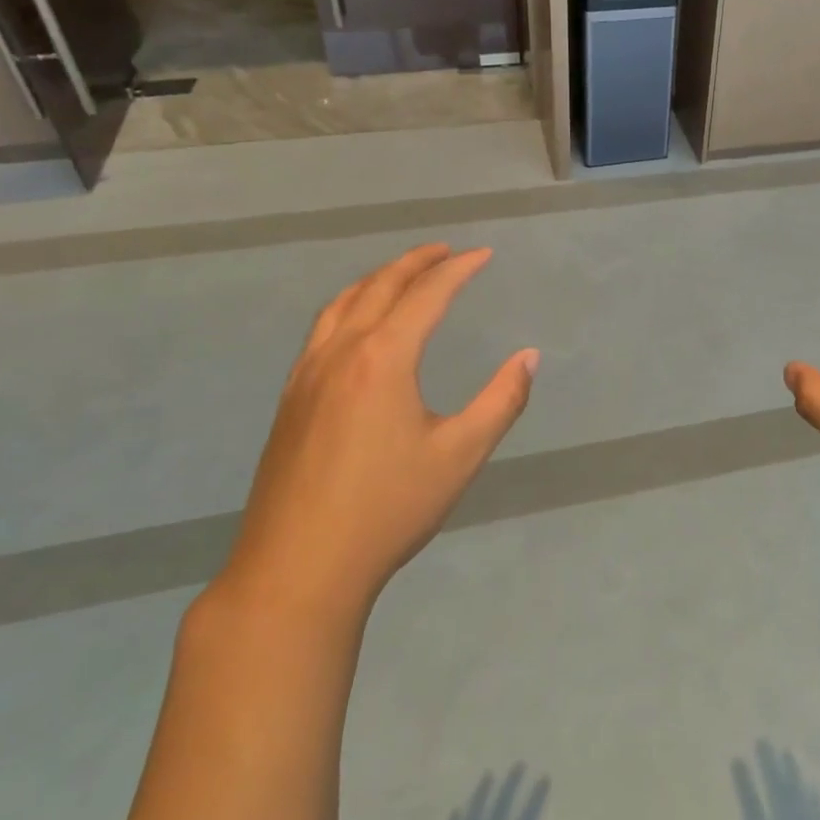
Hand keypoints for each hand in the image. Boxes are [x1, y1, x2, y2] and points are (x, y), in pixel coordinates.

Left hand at [218, 244, 537, 630]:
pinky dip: (349, 306)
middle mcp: (340, 353)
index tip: (484, 254)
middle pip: (379, 287)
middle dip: (416, 262)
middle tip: (446, 250)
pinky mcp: (290, 399)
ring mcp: (307, 375)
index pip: (426, 295)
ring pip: (342, 304)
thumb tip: (529, 357)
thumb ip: (501, 400)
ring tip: (403, 274)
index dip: (459, 270)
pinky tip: (357, 327)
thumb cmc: (388, 509)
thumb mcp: (460, 455)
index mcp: (383, 358)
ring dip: (377, 279)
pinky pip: (322, 329)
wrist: (298, 568)